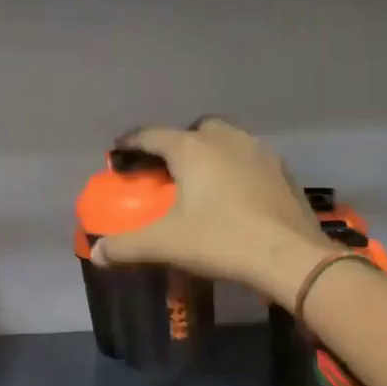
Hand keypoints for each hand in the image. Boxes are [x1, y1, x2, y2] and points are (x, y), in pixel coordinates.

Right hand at [91, 119, 337, 305]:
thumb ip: (127, 246)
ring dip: (211, 152)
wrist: (289, 256)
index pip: (152, 135)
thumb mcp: (166, 244)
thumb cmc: (221, 240)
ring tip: (203, 180)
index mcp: (193, 149)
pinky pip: (251, 159)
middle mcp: (226, 140)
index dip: (132, 142)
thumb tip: (96, 253)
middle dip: (178, 143)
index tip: (119, 151)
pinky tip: (236, 194)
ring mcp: (259, 152)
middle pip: (195, 129)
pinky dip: (237, 168)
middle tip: (168, 169)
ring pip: (228, 140)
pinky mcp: (282, 172)